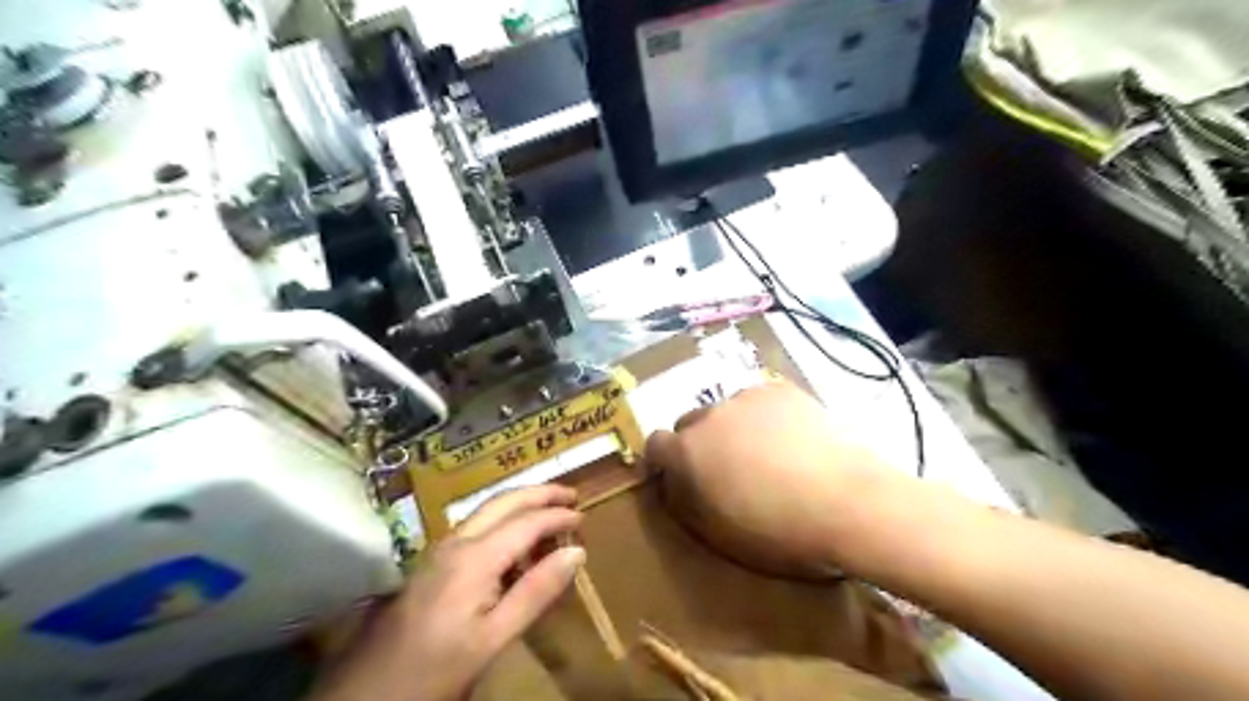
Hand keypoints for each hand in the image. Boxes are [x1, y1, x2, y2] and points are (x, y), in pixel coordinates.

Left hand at [311, 486, 587, 700]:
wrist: (366, 692)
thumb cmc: (435, 668)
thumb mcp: (493, 639)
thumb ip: (536, 592)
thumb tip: (577, 553)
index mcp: (474, 557)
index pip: (526, 522)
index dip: (557, 517)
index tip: (584, 518)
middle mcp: (455, 542)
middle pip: (503, 501)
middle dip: (539, 493)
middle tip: (570, 494)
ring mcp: (439, 550)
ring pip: (486, 510)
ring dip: (520, 504)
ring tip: (549, 511)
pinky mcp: (431, 563)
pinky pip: (475, 527)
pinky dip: (503, 521)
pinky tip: (513, 542)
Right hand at [648, 381, 892, 576]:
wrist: (848, 502)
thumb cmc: (780, 531)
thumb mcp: (719, 531)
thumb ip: (687, 501)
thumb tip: (676, 484)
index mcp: (689, 451)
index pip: (655, 444)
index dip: (663, 460)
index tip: (679, 476)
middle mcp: (710, 415)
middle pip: (690, 423)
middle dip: (699, 443)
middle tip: (727, 468)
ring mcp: (747, 397)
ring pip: (726, 410)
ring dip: (733, 428)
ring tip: (767, 453)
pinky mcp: (781, 390)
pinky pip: (760, 402)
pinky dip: (765, 417)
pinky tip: (792, 439)